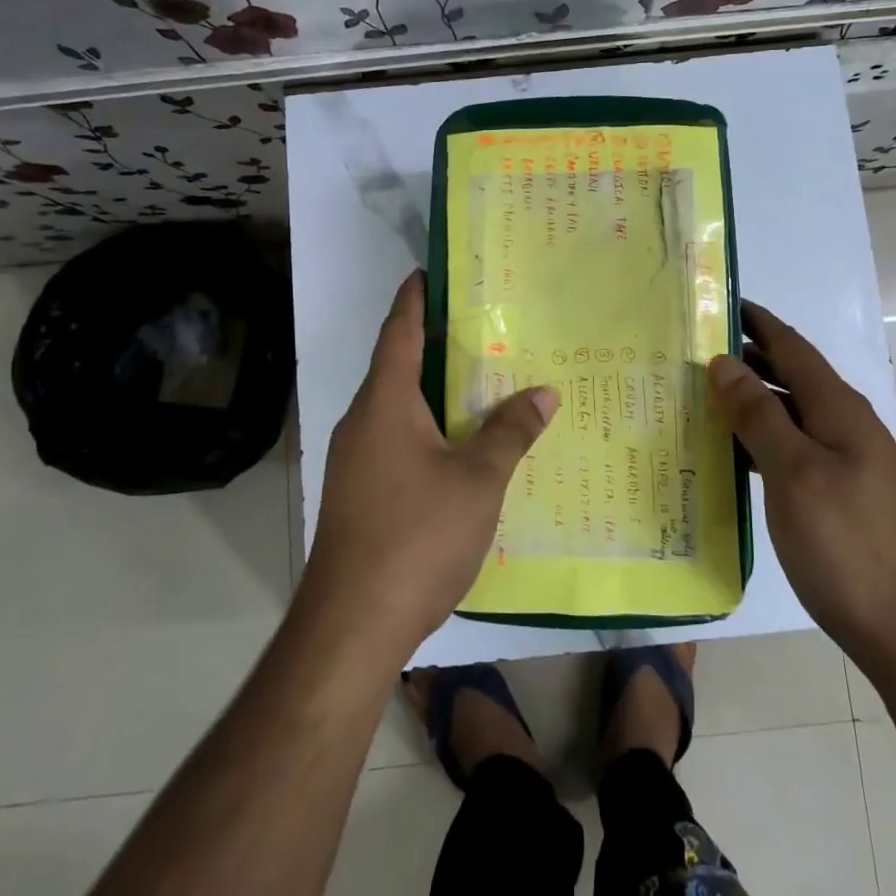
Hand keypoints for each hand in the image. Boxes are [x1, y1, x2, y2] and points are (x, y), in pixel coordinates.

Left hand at [303, 271, 558, 660]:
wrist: (352, 624)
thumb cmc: (416, 535)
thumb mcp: (478, 480)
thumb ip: (511, 431)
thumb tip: (544, 391)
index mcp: (384, 403)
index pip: (398, 331)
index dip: (414, 298)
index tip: (431, 272)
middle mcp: (362, 422)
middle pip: (398, 366)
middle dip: (435, 344)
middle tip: (482, 326)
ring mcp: (356, 460)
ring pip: (399, 408)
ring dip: (434, 391)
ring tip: (481, 380)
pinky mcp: (361, 492)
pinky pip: (397, 440)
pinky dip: (429, 428)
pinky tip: (462, 444)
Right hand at [708, 302, 895, 644]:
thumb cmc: (848, 545)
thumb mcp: (794, 473)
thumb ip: (759, 414)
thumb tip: (725, 362)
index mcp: (839, 410)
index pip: (792, 347)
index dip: (757, 322)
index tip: (718, 301)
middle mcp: (845, 427)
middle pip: (790, 377)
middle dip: (746, 358)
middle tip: (692, 351)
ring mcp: (844, 463)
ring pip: (788, 415)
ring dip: (748, 401)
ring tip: (698, 396)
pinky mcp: (838, 496)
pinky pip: (790, 450)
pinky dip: (758, 441)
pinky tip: (728, 454)